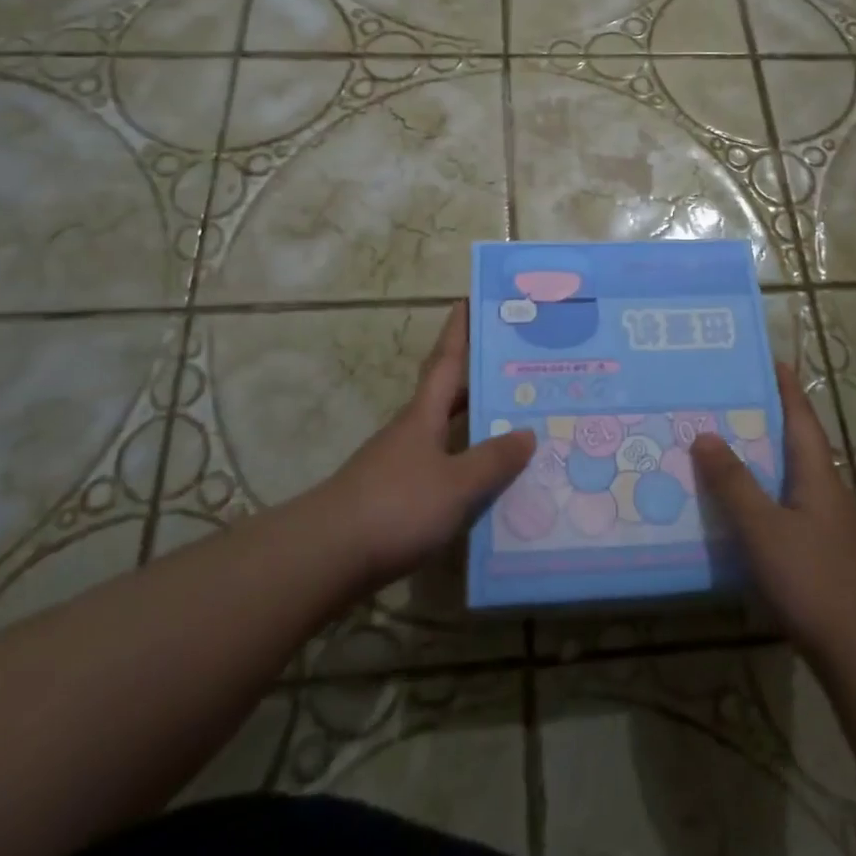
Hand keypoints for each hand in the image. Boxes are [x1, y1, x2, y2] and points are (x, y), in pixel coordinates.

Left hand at [317, 301, 534, 589]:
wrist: (327, 556)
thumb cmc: (396, 506)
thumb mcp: (456, 484)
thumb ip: (492, 460)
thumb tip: (527, 433)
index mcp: (423, 414)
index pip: (446, 361)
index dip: (458, 330)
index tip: (469, 300)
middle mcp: (412, 431)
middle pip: (447, 394)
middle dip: (477, 377)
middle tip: (516, 366)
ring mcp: (401, 463)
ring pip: (446, 432)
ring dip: (475, 424)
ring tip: (514, 423)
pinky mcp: (396, 495)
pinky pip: (442, 466)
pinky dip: (465, 463)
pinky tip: (486, 482)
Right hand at [691, 364, 855, 659]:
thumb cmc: (815, 581)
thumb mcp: (765, 530)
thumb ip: (734, 483)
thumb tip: (705, 434)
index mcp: (818, 476)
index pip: (801, 418)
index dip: (786, 387)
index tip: (771, 359)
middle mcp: (828, 492)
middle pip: (798, 444)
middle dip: (769, 420)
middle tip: (729, 401)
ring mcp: (832, 526)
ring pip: (794, 478)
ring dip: (765, 460)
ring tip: (727, 449)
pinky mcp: (827, 554)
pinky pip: (791, 508)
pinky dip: (767, 496)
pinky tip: (745, 512)